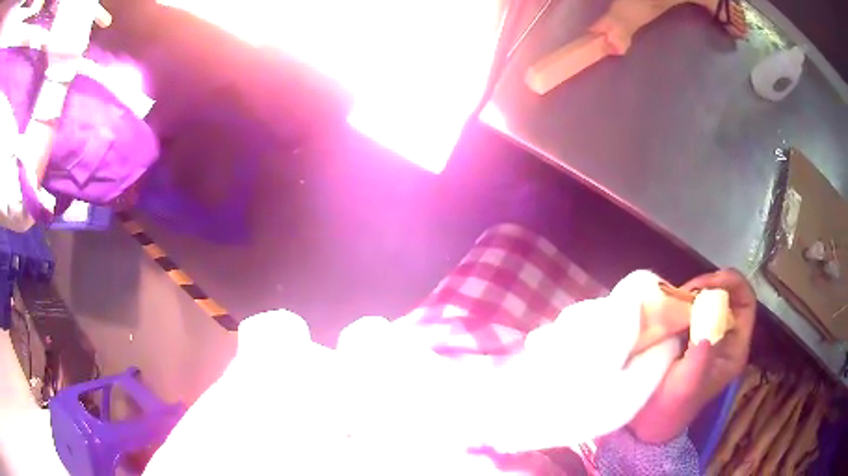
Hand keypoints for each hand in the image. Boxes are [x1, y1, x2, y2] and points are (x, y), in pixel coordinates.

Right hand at [628, 268, 756, 442]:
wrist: (650, 419)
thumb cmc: (672, 407)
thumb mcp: (687, 386)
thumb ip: (699, 360)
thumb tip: (705, 331)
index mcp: (735, 348)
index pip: (746, 303)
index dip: (732, 285)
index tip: (707, 285)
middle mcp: (726, 336)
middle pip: (728, 294)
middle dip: (709, 285)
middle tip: (686, 292)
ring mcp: (708, 332)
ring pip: (709, 297)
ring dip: (693, 292)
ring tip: (674, 299)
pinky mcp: (689, 333)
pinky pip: (691, 307)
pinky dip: (681, 301)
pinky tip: (668, 306)